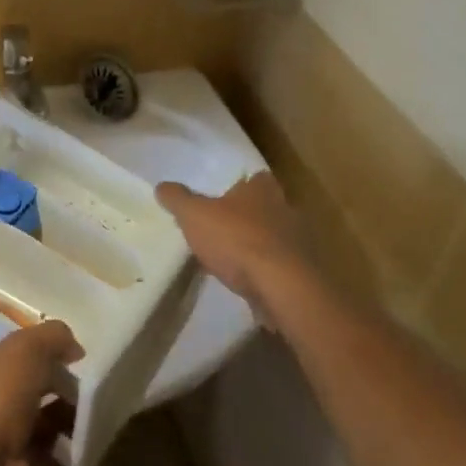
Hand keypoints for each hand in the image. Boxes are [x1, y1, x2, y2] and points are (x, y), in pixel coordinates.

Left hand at [0, 321, 81, 465]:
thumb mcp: (26, 348)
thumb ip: (52, 336)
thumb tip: (74, 348)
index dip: (28, 347)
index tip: (59, 351)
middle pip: (21, 383)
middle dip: (53, 381)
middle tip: (81, 379)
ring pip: (37, 416)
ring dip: (64, 411)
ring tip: (90, 404)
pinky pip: (48, 448)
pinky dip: (67, 442)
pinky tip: (86, 432)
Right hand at [156, 172, 313, 313]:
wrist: (281, 286)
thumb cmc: (236, 240)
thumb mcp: (194, 215)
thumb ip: (178, 199)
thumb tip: (162, 186)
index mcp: (263, 189)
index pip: (256, 178)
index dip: (241, 186)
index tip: (223, 198)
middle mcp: (286, 209)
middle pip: (267, 207)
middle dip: (248, 217)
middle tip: (223, 229)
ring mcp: (299, 243)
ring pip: (275, 238)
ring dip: (258, 246)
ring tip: (232, 260)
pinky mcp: (303, 273)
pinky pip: (281, 267)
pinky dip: (266, 272)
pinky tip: (248, 283)